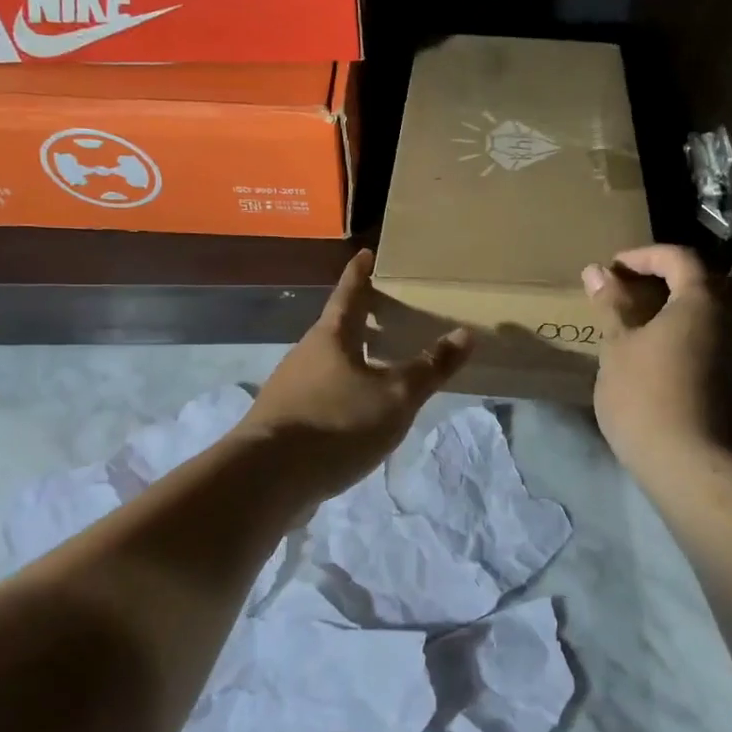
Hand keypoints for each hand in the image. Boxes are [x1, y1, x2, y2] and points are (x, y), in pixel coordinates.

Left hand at [241, 249, 472, 501]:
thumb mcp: (395, 397)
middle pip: (336, 329)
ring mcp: (290, 389)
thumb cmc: (337, 424)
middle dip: (360, 320)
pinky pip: (320, 394)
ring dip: (352, 359)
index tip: (366, 253)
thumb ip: (429, 368)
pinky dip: (342, 392)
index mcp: (331, 338)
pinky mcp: (285, 421)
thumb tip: (465, 334)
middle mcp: (306, 355)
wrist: (266, 479)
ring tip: (380, 366)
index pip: (349, 294)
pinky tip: (357, 413)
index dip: (360, 274)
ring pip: (328, 363)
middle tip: (387, 314)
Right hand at [583, 245, 731, 484]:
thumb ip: (612, 304)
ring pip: (720, 309)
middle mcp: (731, 315)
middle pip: (712, 279)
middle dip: (677, 276)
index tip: (614, 266)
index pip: (679, 257)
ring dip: (687, 304)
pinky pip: (719, 334)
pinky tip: (665, 348)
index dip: (645, 255)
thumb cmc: (646, 395)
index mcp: (703, 298)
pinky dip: (695, 329)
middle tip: (643, 286)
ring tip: (649, 318)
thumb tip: (597, 271)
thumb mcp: (618, 346)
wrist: (689, 462)